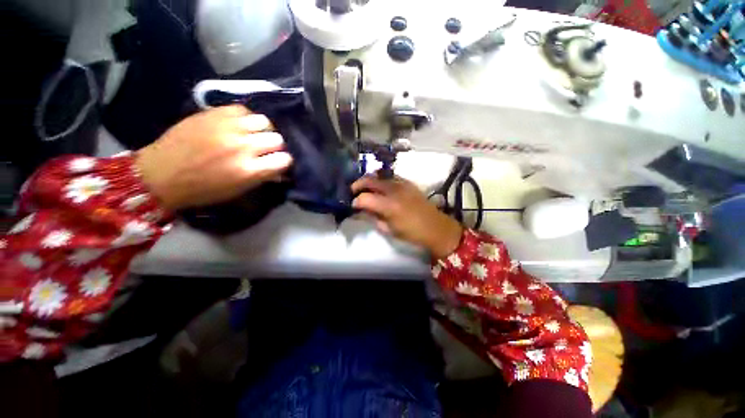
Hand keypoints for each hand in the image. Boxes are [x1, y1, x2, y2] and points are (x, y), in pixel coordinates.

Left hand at [135, 105, 291, 210]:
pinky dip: (246, 118)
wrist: (160, 174)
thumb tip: (279, 169)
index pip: (284, 160)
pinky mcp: (213, 114)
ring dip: (263, 130)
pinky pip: (243, 110)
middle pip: (277, 139)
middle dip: (275, 146)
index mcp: (249, 171)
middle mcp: (242, 147)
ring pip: (264, 121)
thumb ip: (262, 177)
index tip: (278, 163)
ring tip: (253, 134)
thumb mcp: (238, 190)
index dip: (284, 162)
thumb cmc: (202, 189)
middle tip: (265, 149)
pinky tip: (239, 125)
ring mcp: (228, 127)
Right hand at [352, 175, 462, 258]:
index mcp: (389, 205)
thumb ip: (373, 217)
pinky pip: (390, 177)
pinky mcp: (408, 182)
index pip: (364, 198)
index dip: (355, 201)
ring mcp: (402, 183)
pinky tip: (380, 187)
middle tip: (353, 191)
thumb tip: (363, 210)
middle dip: (358, 185)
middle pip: (369, 180)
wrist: (436, 227)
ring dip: (369, 181)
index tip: (353, 206)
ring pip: (379, 175)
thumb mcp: (389, 229)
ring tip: (365, 188)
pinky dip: (381, 180)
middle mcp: (394, 190)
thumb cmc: (411, 233)